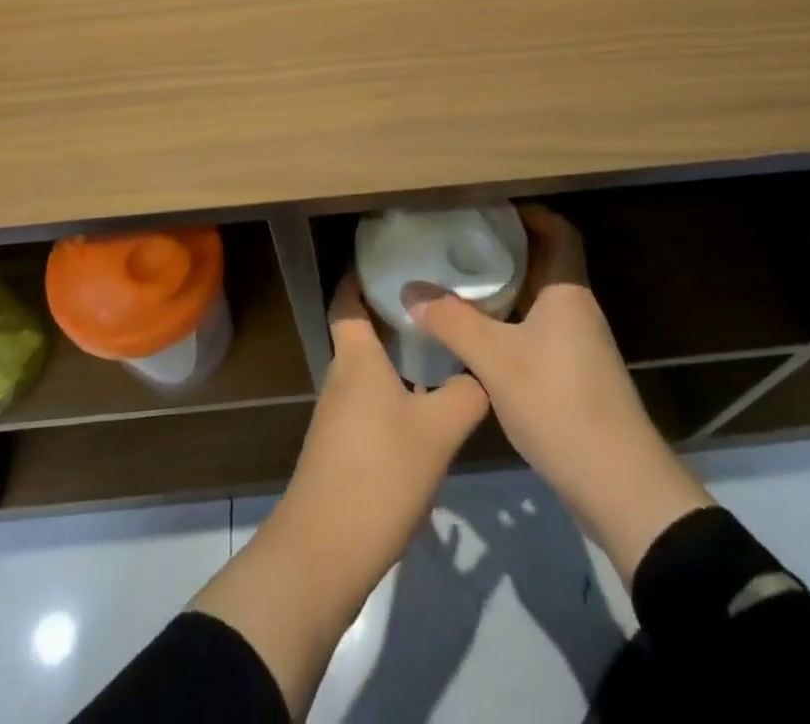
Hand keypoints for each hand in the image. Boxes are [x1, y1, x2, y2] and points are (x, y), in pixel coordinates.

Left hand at [283, 272, 490, 570]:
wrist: (325, 551)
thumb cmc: (380, 472)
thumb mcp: (438, 430)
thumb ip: (467, 393)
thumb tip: (484, 372)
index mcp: (356, 357)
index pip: (347, 300)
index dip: (360, 276)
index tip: (390, 259)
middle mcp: (342, 377)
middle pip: (363, 332)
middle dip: (394, 315)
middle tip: (438, 303)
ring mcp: (339, 414)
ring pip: (370, 370)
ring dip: (398, 357)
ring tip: (442, 349)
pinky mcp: (343, 447)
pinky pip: (371, 402)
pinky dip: (395, 392)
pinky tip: (427, 406)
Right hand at [407, 204, 711, 584]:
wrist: (619, 485)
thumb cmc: (559, 404)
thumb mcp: (495, 360)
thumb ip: (451, 321)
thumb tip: (410, 290)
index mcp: (567, 291)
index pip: (558, 231)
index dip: (529, 213)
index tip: (490, 208)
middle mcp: (577, 309)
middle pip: (545, 263)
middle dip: (507, 249)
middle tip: (461, 242)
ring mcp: (579, 345)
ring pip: (539, 300)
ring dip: (506, 288)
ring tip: (460, 282)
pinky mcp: (575, 376)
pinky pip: (539, 330)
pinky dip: (510, 322)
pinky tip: (478, 335)